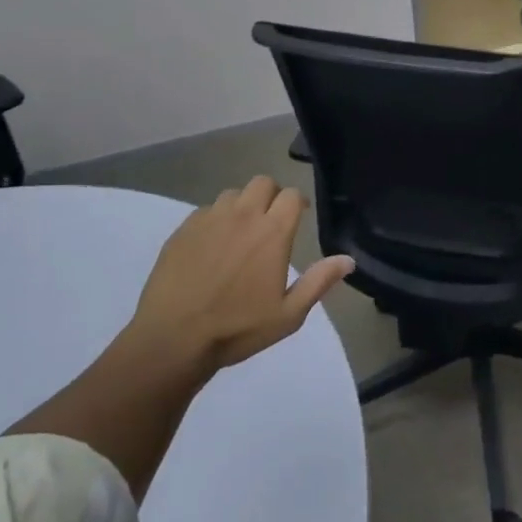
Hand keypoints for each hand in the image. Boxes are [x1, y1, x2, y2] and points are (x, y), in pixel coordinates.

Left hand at [129, 176, 352, 374]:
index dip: (298, 203)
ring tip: (240, 231)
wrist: (172, 339)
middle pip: (263, 182)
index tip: (299, 216)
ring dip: (242, 206)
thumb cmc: (237, 329)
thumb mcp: (288, 315)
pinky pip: (205, 211)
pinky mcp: (183, 229)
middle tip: (270, 221)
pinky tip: (211, 246)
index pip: (292, 195)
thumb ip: (319, 282)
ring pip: (233, 194)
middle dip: (271, 195)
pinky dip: (215, 220)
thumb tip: (348, 259)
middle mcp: (243, 215)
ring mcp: (210, 219)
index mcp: (273, 232)